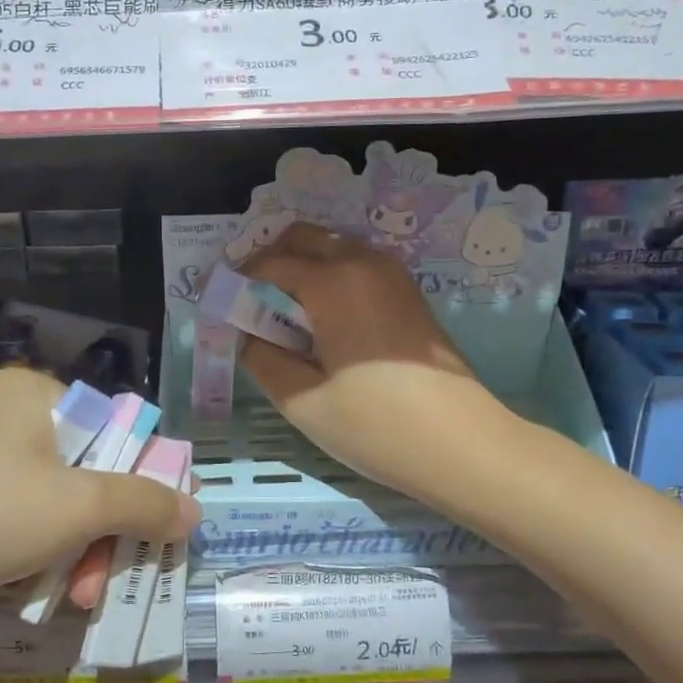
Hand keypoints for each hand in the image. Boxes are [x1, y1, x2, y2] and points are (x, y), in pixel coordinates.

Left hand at [0, 367, 197, 606]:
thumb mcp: (78, 506)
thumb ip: (145, 504)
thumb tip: (196, 510)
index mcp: (37, 395)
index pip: (117, 430)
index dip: (147, 478)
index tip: (163, 527)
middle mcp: (9, 421)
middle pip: (89, 474)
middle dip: (107, 533)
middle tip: (115, 574)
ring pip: (58, 509)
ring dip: (78, 555)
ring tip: (79, 598)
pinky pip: (21, 529)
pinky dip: (40, 561)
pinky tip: (46, 596)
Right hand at [238, 223, 513, 506]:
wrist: (463, 445)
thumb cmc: (376, 425)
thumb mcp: (302, 400)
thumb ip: (262, 359)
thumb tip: (248, 335)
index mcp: (332, 282)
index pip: (269, 264)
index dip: (237, 281)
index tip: (220, 305)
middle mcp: (364, 263)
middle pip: (303, 237)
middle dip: (269, 260)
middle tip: (250, 302)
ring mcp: (393, 275)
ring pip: (333, 247)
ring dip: (302, 266)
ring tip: (283, 314)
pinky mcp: (410, 293)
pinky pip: (358, 265)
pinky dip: (330, 276)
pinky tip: (322, 320)